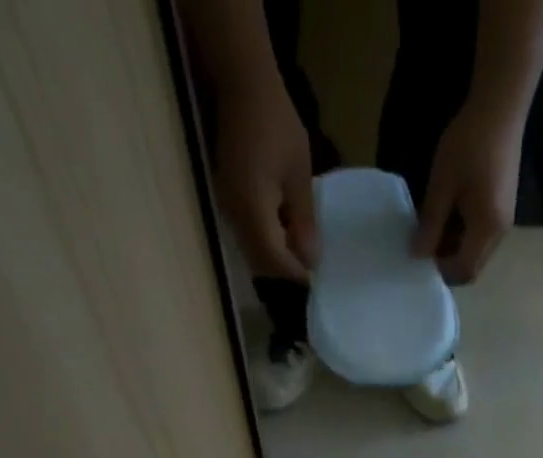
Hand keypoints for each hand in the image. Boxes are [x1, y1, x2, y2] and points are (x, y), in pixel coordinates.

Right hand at [213, 87, 317, 280]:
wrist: (240, 84)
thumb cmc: (275, 122)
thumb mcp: (299, 174)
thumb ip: (303, 220)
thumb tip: (310, 261)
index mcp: (253, 209)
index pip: (274, 261)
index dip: (295, 278)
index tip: (315, 288)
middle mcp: (235, 216)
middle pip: (260, 265)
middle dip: (285, 278)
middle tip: (311, 284)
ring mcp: (227, 210)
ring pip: (253, 255)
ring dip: (276, 265)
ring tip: (301, 267)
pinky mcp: (227, 202)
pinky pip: (248, 238)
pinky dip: (268, 247)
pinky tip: (286, 243)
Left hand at [412, 98, 523, 283]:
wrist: (500, 107)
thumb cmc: (469, 143)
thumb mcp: (443, 184)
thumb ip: (431, 223)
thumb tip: (417, 254)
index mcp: (486, 230)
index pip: (464, 270)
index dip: (442, 272)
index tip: (420, 260)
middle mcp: (499, 233)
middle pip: (473, 266)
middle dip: (448, 263)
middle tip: (424, 247)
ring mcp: (504, 222)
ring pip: (476, 252)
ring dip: (455, 249)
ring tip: (432, 230)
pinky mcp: (503, 209)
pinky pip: (481, 236)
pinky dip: (464, 235)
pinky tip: (449, 216)